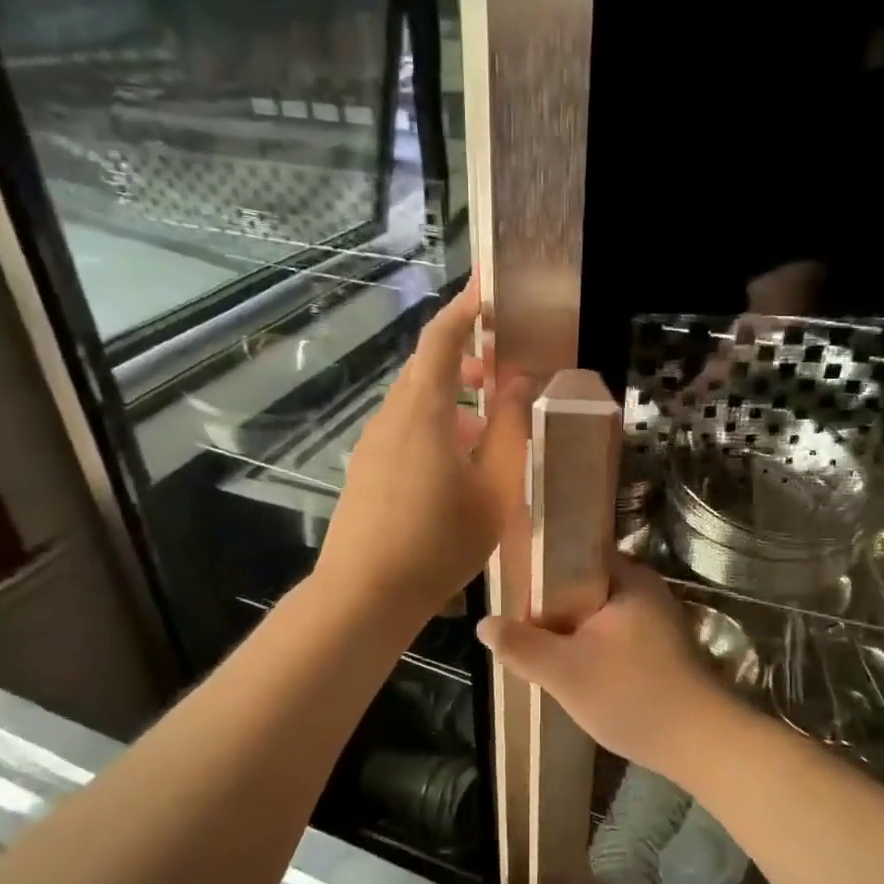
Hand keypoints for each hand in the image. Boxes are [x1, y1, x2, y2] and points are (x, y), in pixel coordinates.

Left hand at [316, 278, 531, 623]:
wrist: (365, 595)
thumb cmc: (438, 541)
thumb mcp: (494, 489)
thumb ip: (511, 431)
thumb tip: (518, 384)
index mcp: (422, 411)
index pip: (441, 339)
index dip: (465, 309)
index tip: (488, 288)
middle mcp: (390, 418)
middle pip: (426, 370)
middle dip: (465, 361)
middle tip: (503, 372)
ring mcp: (372, 447)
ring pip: (417, 406)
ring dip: (453, 402)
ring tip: (489, 429)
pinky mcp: (366, 474)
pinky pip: (405, 434)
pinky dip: (436, 430)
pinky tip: (458, 468)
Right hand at [476, 560, 739, 776]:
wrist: (700, 744)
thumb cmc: (630, 695)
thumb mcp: (563, 671)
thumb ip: (521, 645)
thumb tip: (484, 624)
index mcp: (628, 578)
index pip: (575, 554)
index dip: (540, 568)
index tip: (512, 588)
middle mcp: (646, 591)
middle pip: (584, 587)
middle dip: (551, 607)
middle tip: (518, 624)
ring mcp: (657, 622)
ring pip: (598, 616)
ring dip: (571, 632)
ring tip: (538, 648)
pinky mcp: (662, 651)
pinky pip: (614, 637)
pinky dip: (592, 648)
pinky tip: (573, 670)